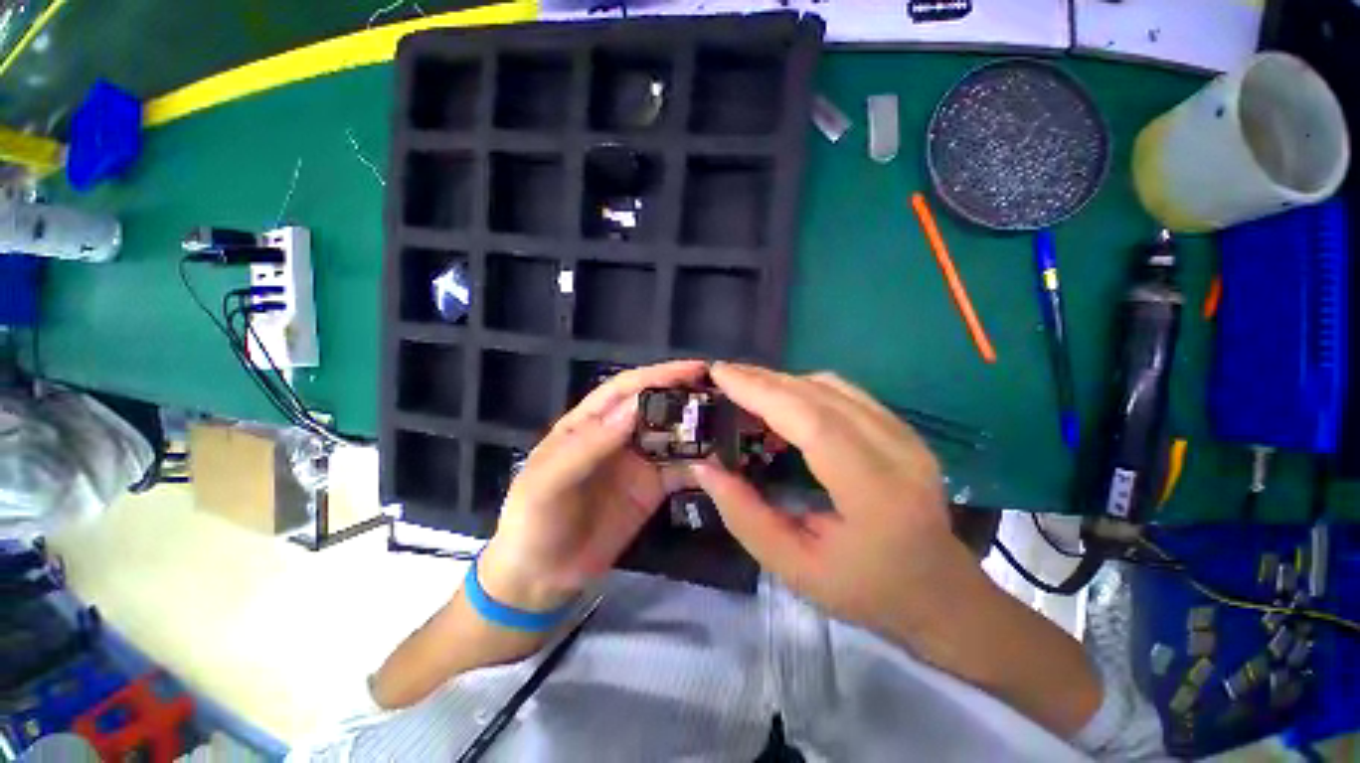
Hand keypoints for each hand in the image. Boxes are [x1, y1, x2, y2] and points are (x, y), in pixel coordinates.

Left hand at [478, 361, 706, 612]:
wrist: (542, 577)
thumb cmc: (535, 521)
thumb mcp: (550, 481)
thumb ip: (589, 444)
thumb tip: (635, 407)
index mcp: (588, 422)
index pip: (627, 388)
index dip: (659, 375)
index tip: (695, 369)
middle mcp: (617, 435)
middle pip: (657, 406)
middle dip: (687, 396)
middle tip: (724, 392)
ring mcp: (638, 461)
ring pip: (673, 435)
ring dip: (699, 428)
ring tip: (732, 422)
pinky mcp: (652, 488)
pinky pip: (681, 470)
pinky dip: (702, 464)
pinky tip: (722, 462)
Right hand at [690, 362, 981, 640]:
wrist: (940, 594)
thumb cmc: (865, 591)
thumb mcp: (794, 567)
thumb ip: (744, 516)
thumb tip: (705, 467)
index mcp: (876, 493)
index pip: (813, 422)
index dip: (763, 392)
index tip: (721, 374)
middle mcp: (898, 451)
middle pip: (821, 395)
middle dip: (764, 379)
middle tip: (723, 375)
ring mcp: (906, 435)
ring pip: (833, 386)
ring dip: (783, 380)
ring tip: (746, 385)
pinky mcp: (903, 429)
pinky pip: (845, 392)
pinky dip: (805, 387)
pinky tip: (782, 398)